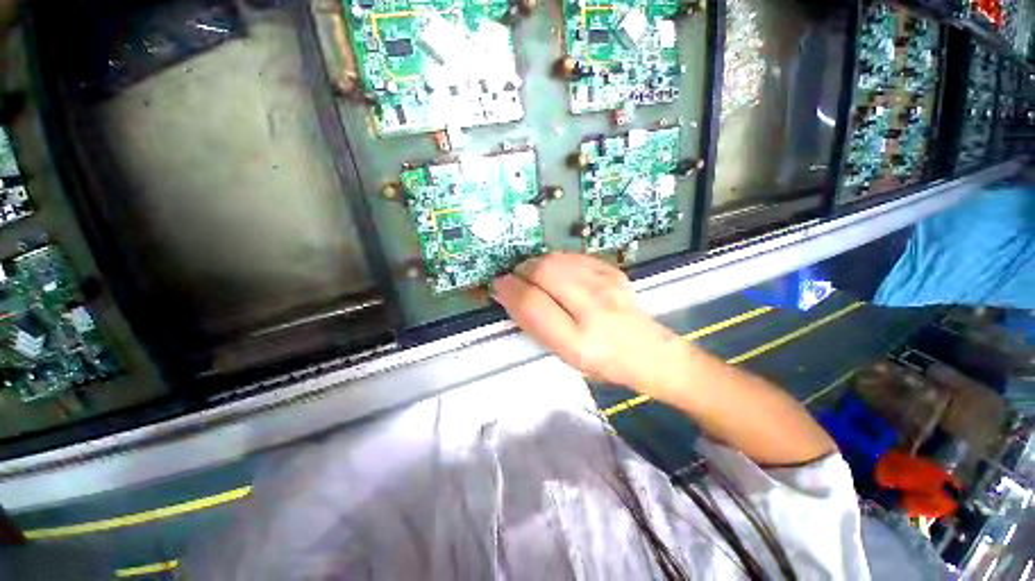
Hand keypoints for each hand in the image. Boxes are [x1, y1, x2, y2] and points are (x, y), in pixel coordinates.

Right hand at [492, 253, 685, 396]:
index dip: (509, 290)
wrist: (649, 351)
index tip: (498, 286)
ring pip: (556, 259)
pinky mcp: (612, 271)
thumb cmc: (602, 363)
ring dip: (536, 264)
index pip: (532, 303)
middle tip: (516, 280)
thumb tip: (509, 294)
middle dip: (521, 271)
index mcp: (578, 341)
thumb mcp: (564, 355)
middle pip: (543, 271)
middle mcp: (594, 308)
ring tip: (534, 277)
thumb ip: (535, 324)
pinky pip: (572, 257)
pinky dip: (555, 261)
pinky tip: (556, 274)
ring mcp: (607, 284)